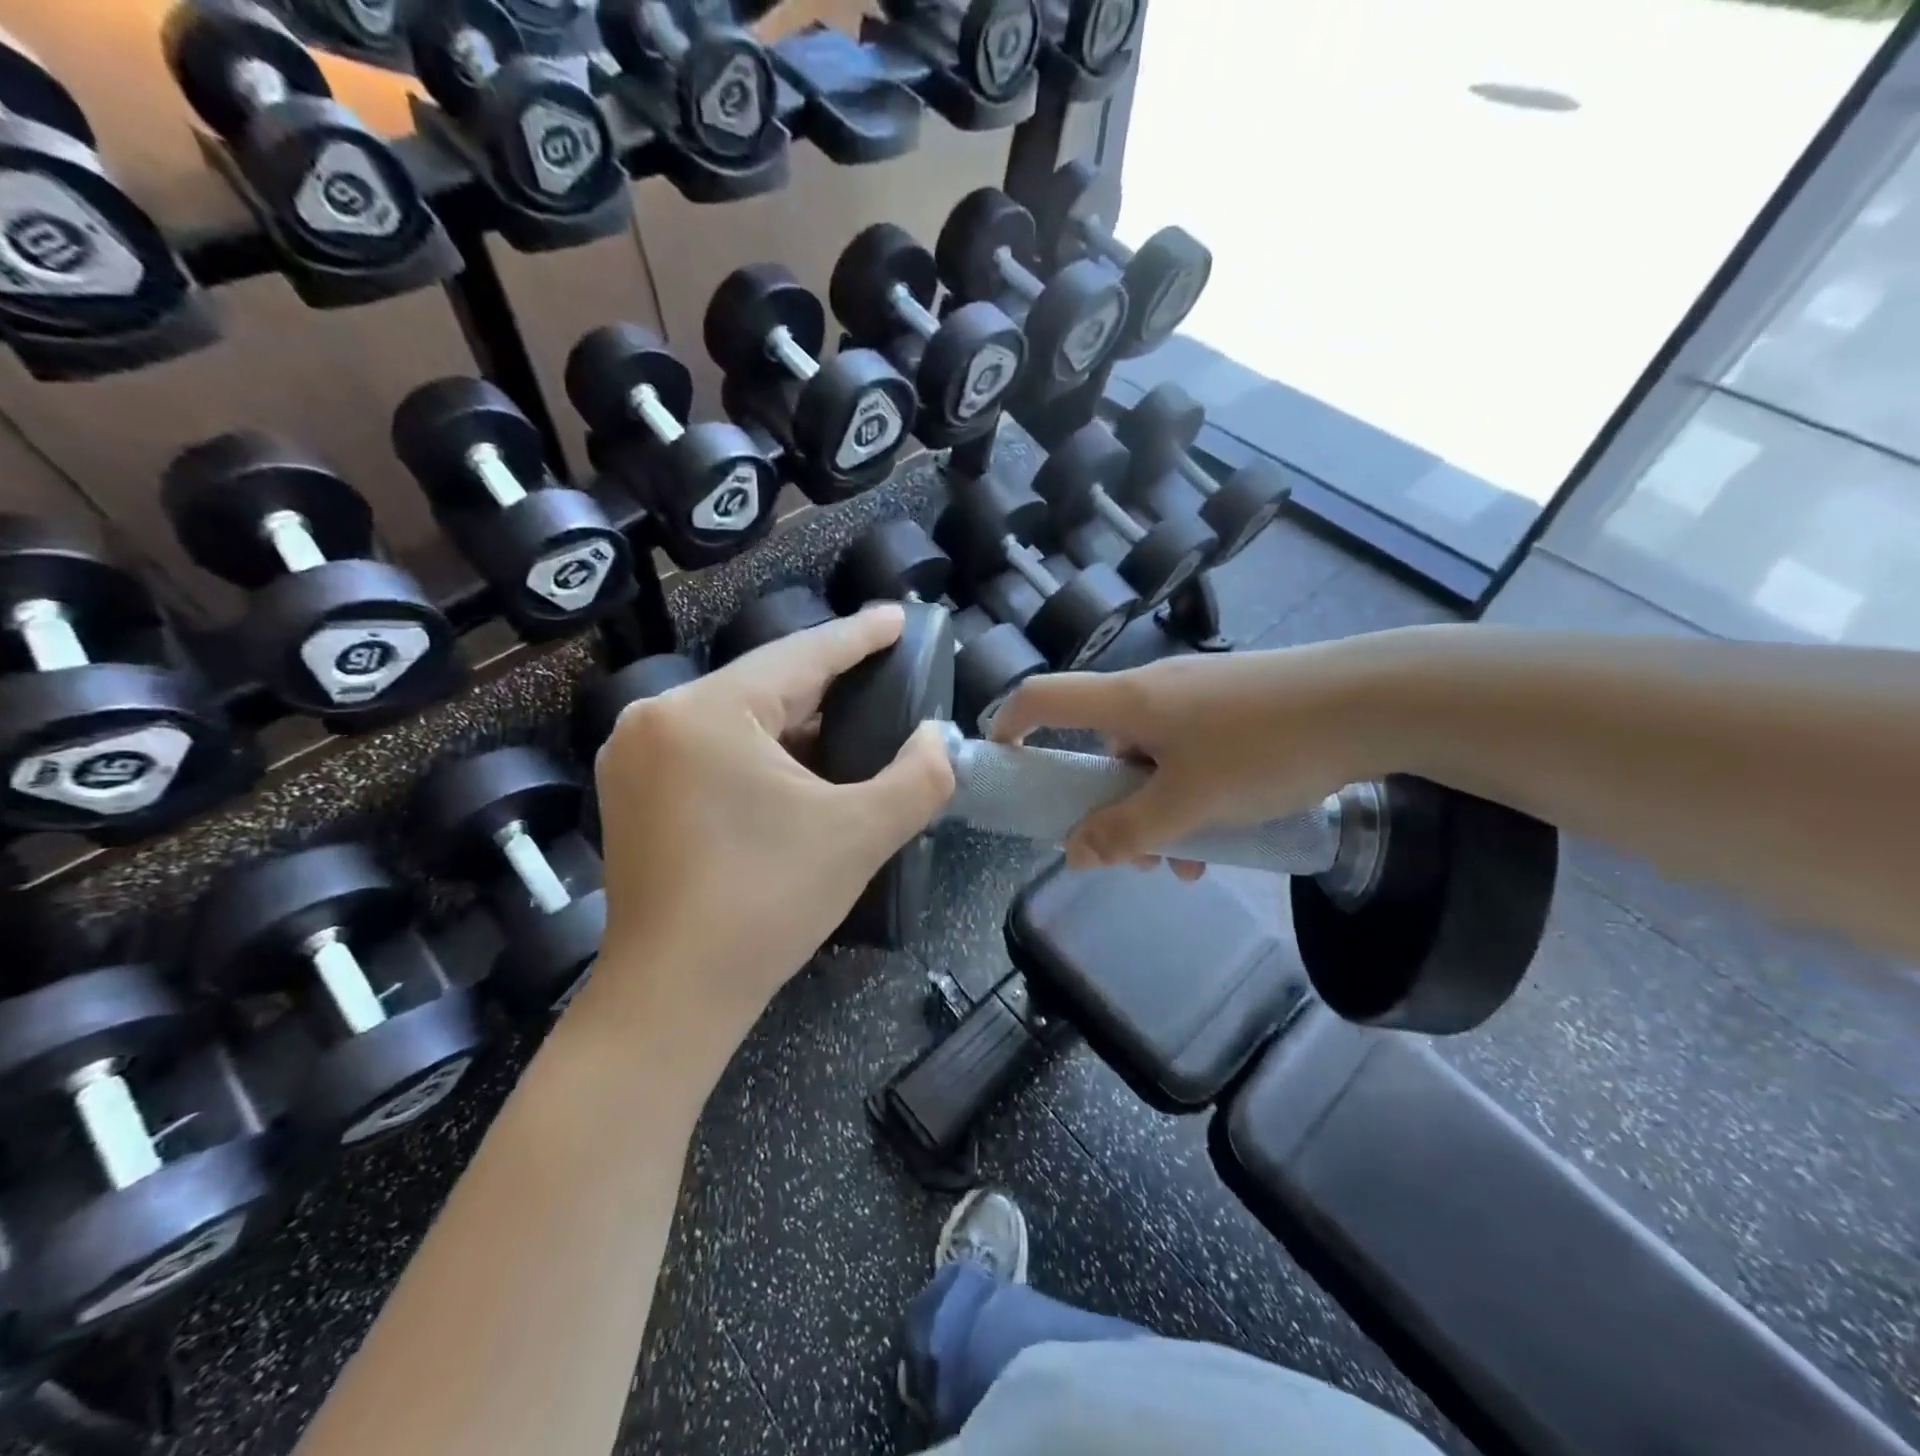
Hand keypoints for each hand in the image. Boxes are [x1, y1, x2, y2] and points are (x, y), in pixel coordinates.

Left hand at [584, 604, 953, 1080]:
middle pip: (765, 684)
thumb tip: (936, 737)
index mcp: (708, 712)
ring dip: (797, 717)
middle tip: (887, 669)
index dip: (859, 635)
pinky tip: (801, 762)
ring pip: (737, 717)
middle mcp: (658, 718)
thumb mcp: (860, 833)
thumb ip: (918, 776)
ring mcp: (635, 756)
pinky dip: (761, 749)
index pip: (801, 656)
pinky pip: (712, 748)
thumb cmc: (766, 904)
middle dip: (830, 679)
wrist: (671, 998)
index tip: (899, 617)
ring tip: (855, 712)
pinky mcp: (633, 792)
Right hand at [990, 642, 1395, 873]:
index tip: (1006, 766)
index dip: (1010, 725)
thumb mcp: (1189, 803)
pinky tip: (1228, 840)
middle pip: (1102, 746)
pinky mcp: (1235, 709)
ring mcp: (1198, 699)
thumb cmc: (1264, 748)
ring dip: (1158, 814)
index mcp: (1127, 701)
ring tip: (1192, 864)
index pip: (1042, 697)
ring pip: (1153, 761)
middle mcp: (1154, 692)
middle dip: (1106, 805)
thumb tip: (1072, 854)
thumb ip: (1127, 832)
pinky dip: (1194, 797)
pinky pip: (1192, 757)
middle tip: (1128, 854)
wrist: (1370, 702)